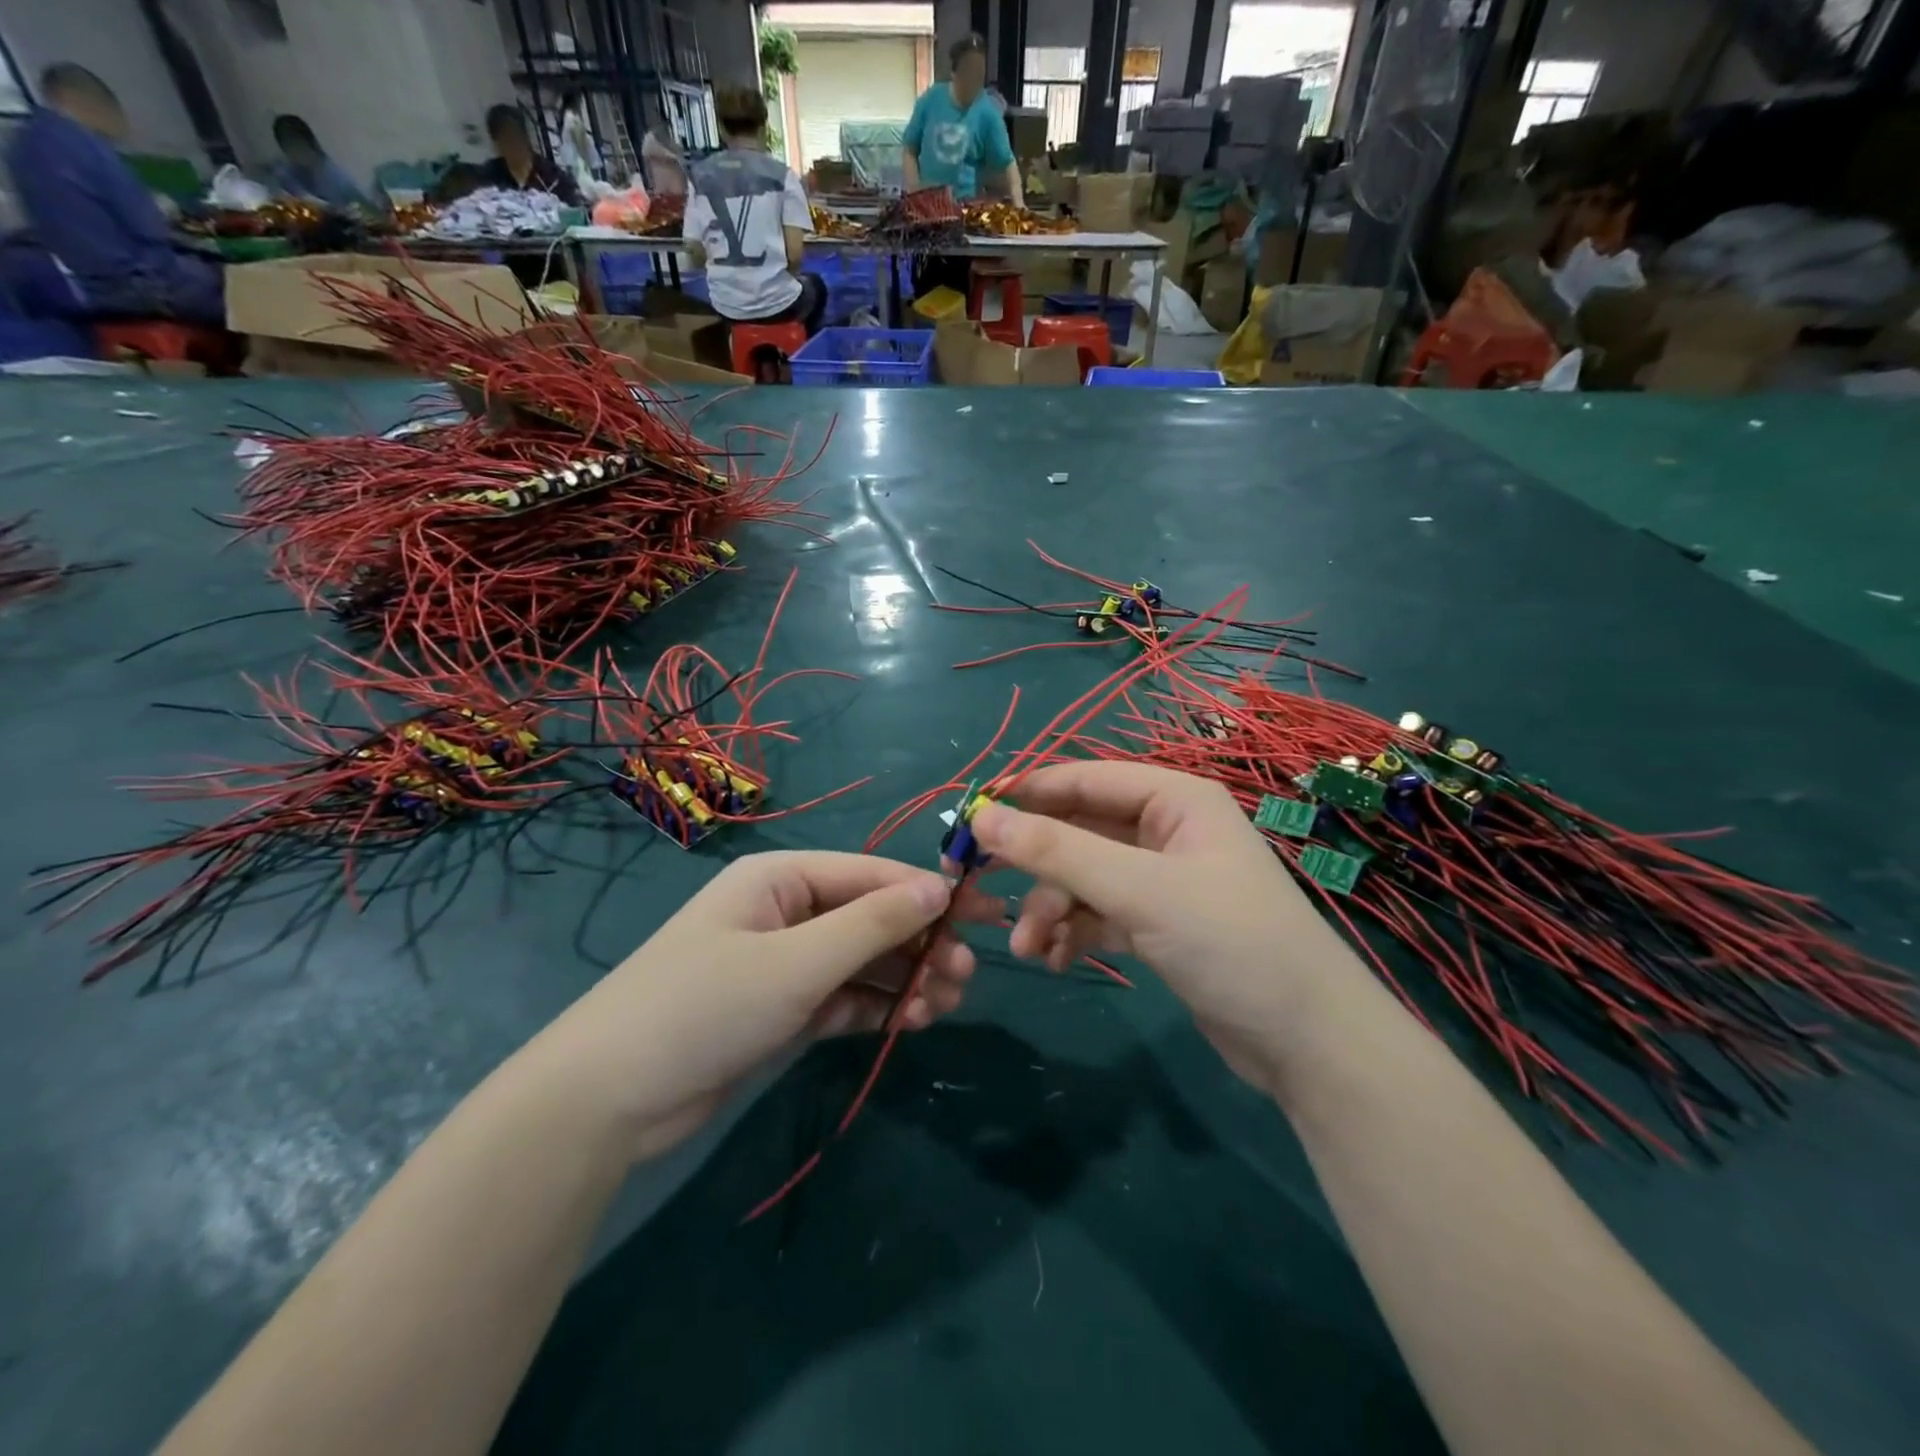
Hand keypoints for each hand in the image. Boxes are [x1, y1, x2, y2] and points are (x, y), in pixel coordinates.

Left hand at [527, 852, 1000, 1159]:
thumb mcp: (797, 962)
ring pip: (859, 961)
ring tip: (947, 1003)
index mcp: (781, 878)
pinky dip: (875, 1007)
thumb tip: (940, 888)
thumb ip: (872, 924)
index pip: (871, 875)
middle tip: (966, 975)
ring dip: (903, 978)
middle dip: (918, 942)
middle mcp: (784, 911)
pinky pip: (841, 997)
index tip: (981, 917)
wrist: (607, 1100)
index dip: (929, 893)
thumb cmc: (706, 1006)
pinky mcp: (779, 1009)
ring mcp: (782, 963)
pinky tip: (912, 1021)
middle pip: (869, 917)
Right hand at [970, 763, 1365, 1092]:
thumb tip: (983, 817)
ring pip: (1084, 876)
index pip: (1083, 778)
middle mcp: (1167, 828)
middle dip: (1036, 865)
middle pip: (1079, 830)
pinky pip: (1099, 911)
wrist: (1308, 1042)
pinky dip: (1074, 930)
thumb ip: (1058, 851)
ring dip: (1050, 908)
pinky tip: (1057, 959)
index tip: (971, 819)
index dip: (1026, 794)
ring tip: (1029, 949)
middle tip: (978, 885)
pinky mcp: (1160, 921)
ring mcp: (1163, 877)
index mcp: (1174, 797)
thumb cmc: (1230, 942)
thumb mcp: (1138, 891)